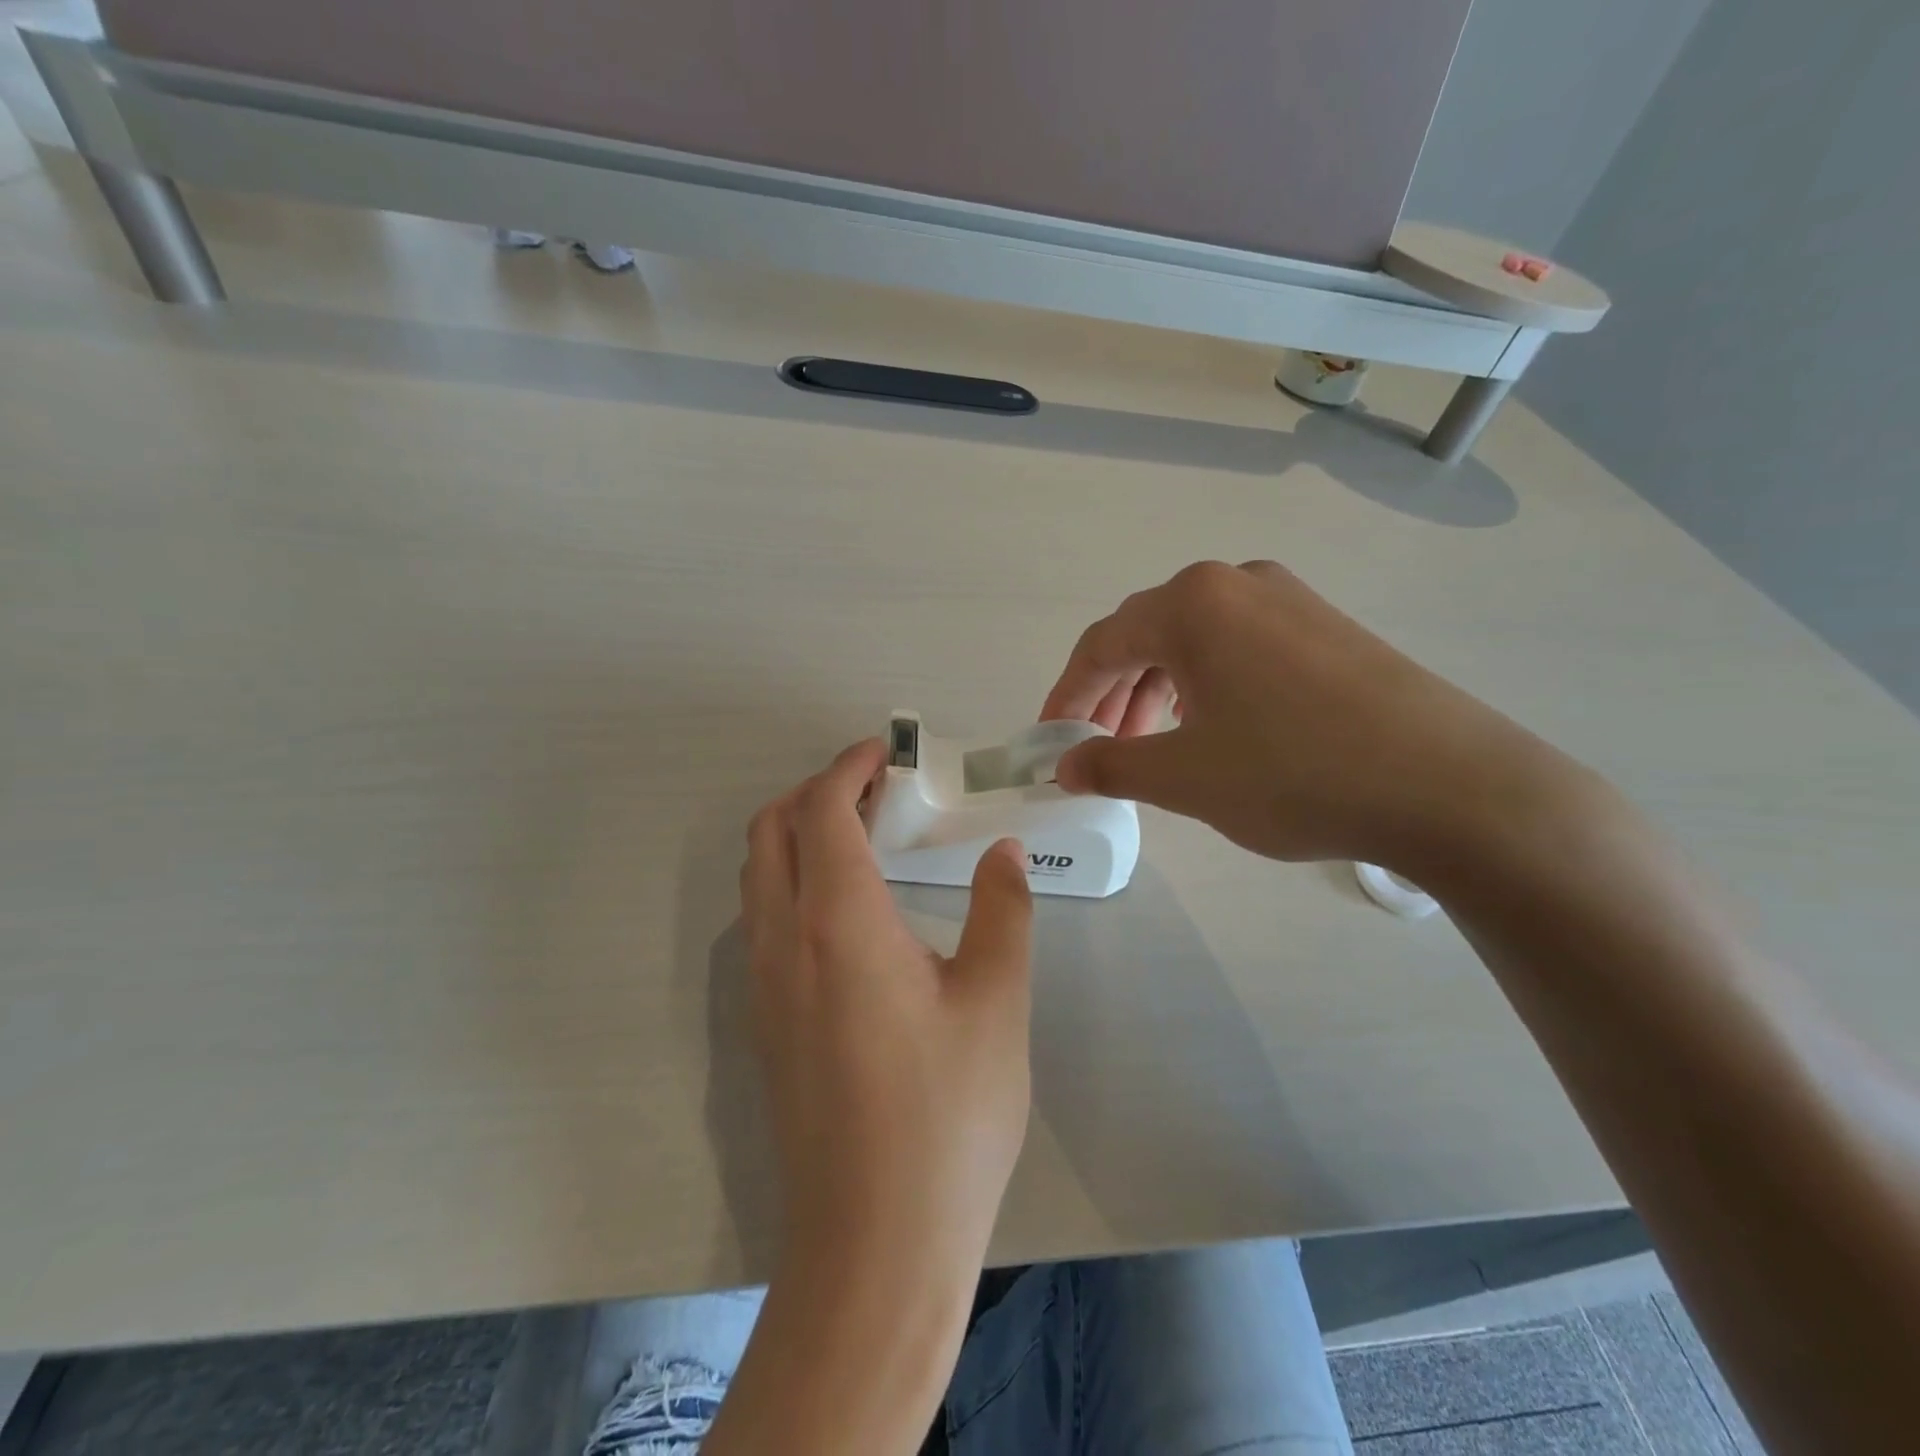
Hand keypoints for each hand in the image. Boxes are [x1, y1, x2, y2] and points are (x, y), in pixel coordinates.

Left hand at [740, 739, 1034, 1276]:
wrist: (876, 1245)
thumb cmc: (947, 1116)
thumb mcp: (997, 1002)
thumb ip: (1003, 911)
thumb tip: (1004, 852)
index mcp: (838, 922)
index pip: (821, 809)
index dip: (849, 767)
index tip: (885, 752)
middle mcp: (783, 941)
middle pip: (771, 830)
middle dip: (815, 790)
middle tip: (875, 789)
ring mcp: (763, 986)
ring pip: (758, 875)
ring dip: (797, 834)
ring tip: (862, 837)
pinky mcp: (764, 1024)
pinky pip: (762, 919)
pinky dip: (791, 880)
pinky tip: (847, 910)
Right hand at [1040, 560, 1579, 875]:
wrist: (1450, 786)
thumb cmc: (1294, 774)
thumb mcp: (1184, 778)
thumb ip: (1111, 765)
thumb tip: (1065, 766)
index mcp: (1191, 605)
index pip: (1101, 645)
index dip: (1067, 696)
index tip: (1051, 742)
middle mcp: (1236, 583)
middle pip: (1146, 635)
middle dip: (1113, 695)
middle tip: (1101, 749)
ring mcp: (1289, 599)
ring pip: (1195, 642)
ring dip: (1159, 691)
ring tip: (1154, 745)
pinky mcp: (1328, 626)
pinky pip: (1240, 647)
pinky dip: (1207, 686)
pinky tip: (1216, 729)